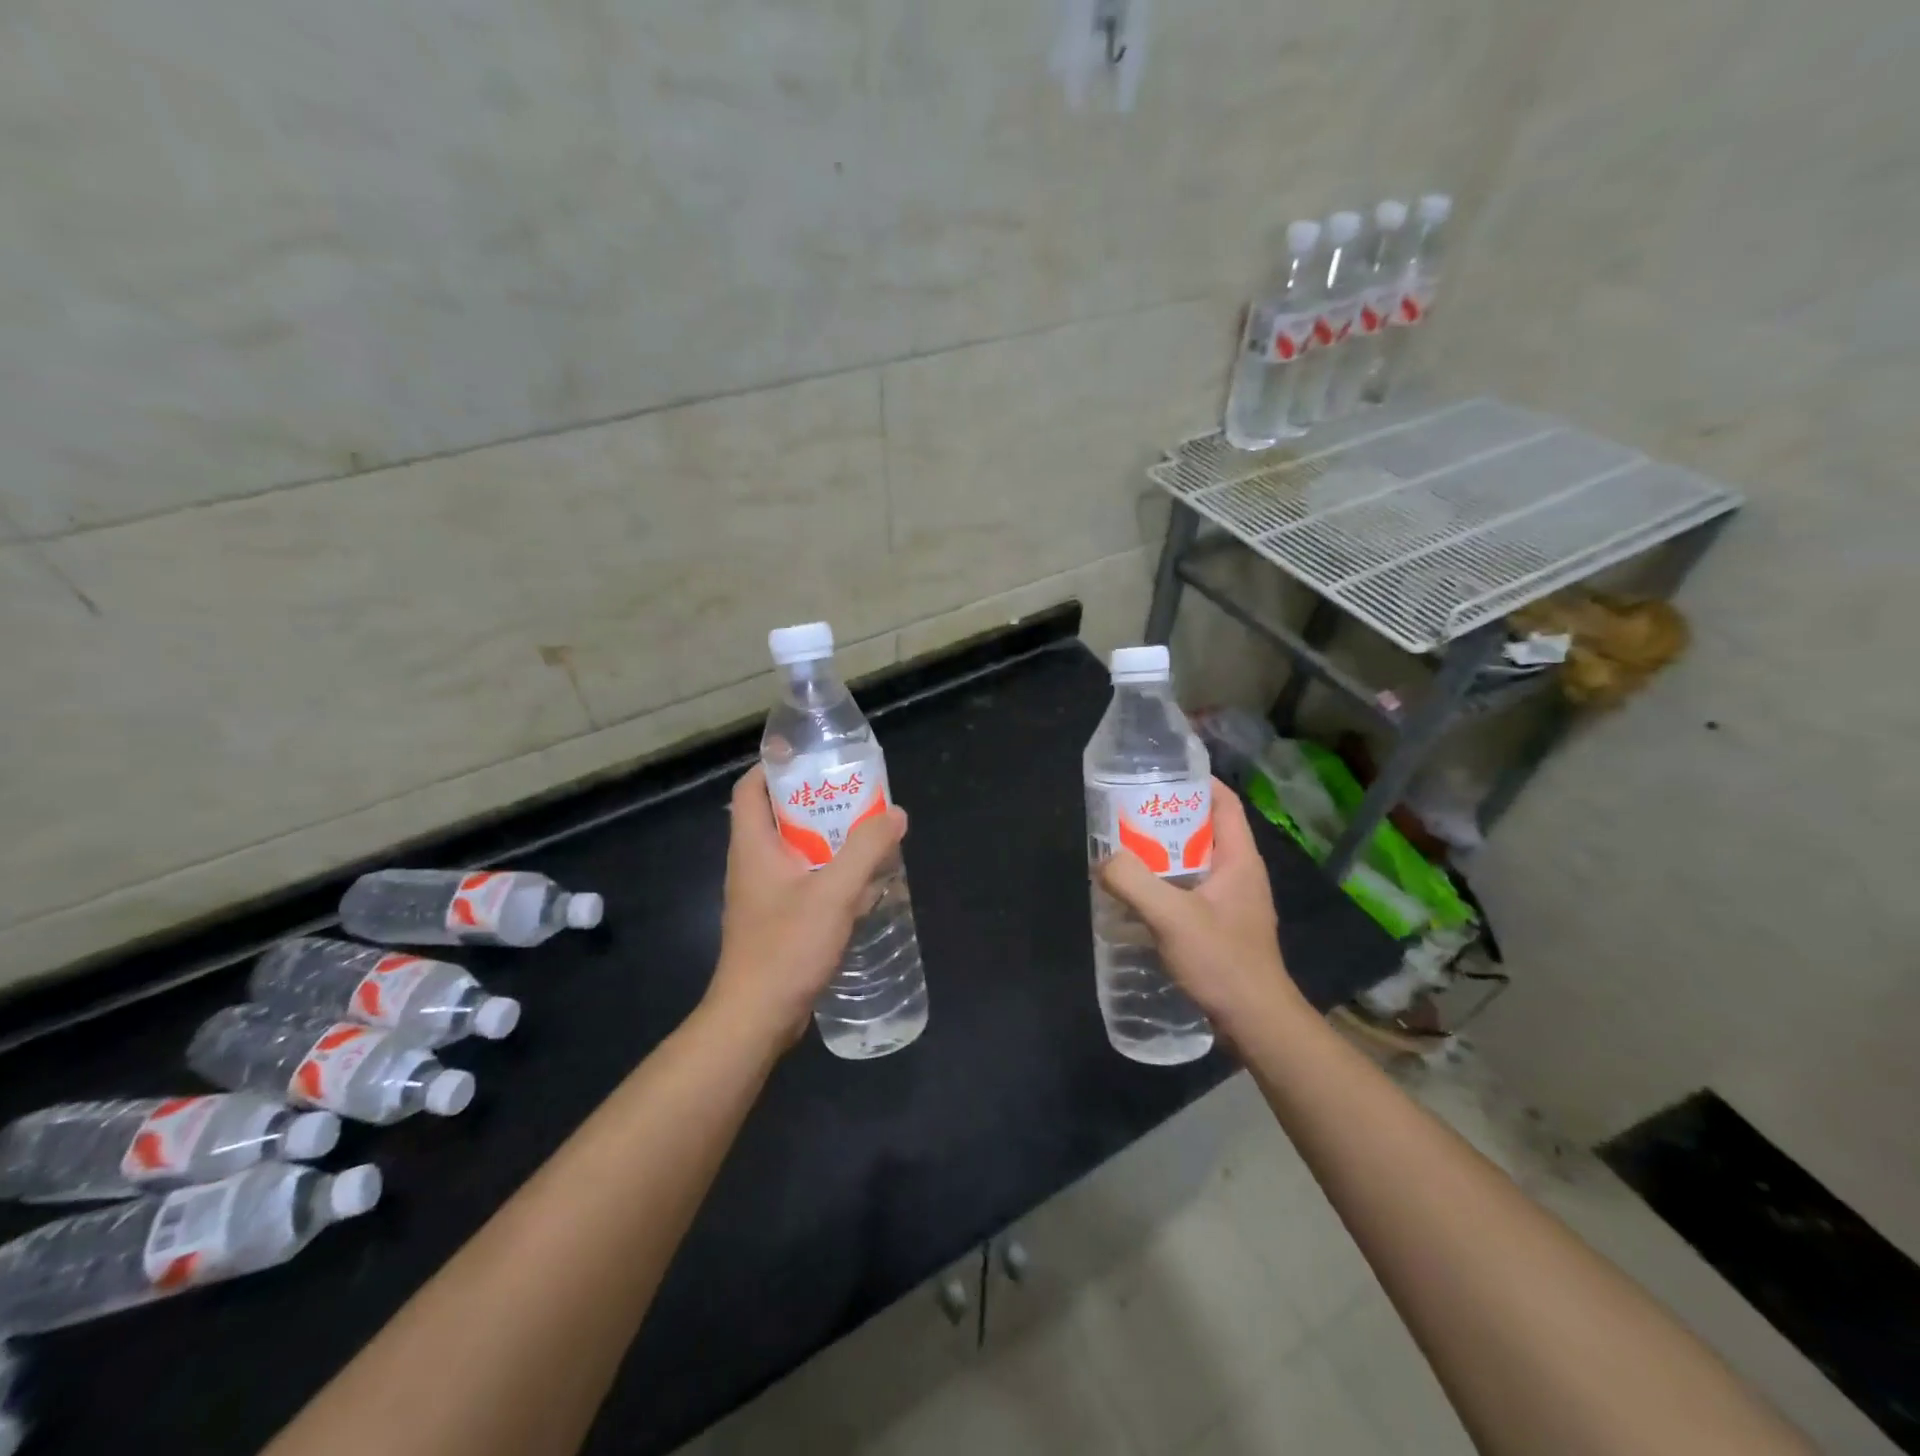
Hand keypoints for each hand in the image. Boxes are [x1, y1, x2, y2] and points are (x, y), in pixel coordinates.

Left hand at [704, 764, 908, 1047]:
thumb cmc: (787, 947)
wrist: (756, 1017)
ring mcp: (762, 896)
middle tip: (854, 795)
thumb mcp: (834, 892)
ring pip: (793, 851)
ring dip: (825, 839)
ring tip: (865, 833)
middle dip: (814, 802)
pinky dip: (827, 874)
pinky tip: (860, 885)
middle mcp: (752, 864)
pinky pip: (802, 882)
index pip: (750, 788)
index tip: (811, 757)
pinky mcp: (775, 921)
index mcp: (754, 846)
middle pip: (777, 816)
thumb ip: (866, 850)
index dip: (775, 765)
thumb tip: (895, 813)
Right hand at [1099, 778, 1306, 1040]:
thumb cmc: (1222, 961)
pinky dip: (1166, 884)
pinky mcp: (1222, 926)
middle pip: (1205, 829)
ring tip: (1126, 851)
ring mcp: (1233, 902)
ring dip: (1164, 854)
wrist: (1256, 1022)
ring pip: (1196, 862)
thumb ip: (1133, 882)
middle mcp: (1240, 873)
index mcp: (1239, 859)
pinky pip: (1191, 890)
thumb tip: (1103, 860)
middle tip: (1129, 814)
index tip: (1160, 775)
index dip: (1197, 782)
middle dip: (1169, 818)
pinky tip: (1138, 896)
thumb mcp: (1171, 917)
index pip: (1224, 802)